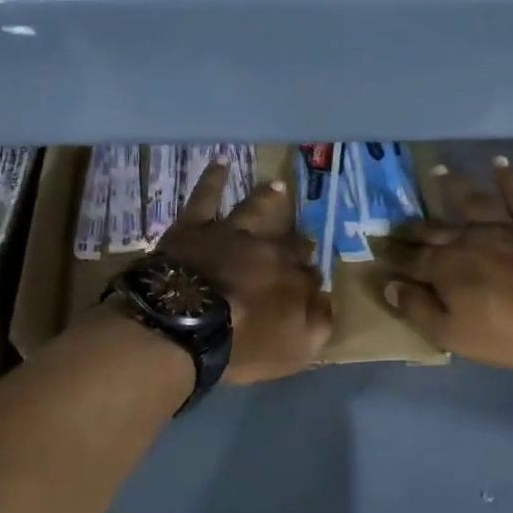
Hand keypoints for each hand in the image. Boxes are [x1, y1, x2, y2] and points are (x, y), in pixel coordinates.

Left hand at [156, 159, 332, 383]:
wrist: (184, 325)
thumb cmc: (241, 345)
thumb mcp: (294, 350)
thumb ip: (318, 325)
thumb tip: (328, 302)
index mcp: (293, 279)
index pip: (311, 277)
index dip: (312, 282)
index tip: (312, 288)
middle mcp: (269, 249)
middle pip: (289, 243)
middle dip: (299, 242)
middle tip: (304, 241)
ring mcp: (231, 233)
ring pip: (256, 209)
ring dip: (268, 199)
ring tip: (277, 186)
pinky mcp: (195, 228)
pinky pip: (205, 197)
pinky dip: (213, 179)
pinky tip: (220, 162)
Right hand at [377, 157, 512, 370]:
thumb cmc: (506, 333)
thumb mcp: (453, 334)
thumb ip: (418, 309)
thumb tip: (390, 286)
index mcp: (445, 268)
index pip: (410, 259)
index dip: (392, 255)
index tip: (376, 248)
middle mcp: (467, 239)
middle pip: (433, 230)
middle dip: (411, 228)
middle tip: (394, 223)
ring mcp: (501, 227)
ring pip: (470, 201)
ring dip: (452, 186)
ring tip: (438, 171)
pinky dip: (507, 178)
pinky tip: (499, 162)